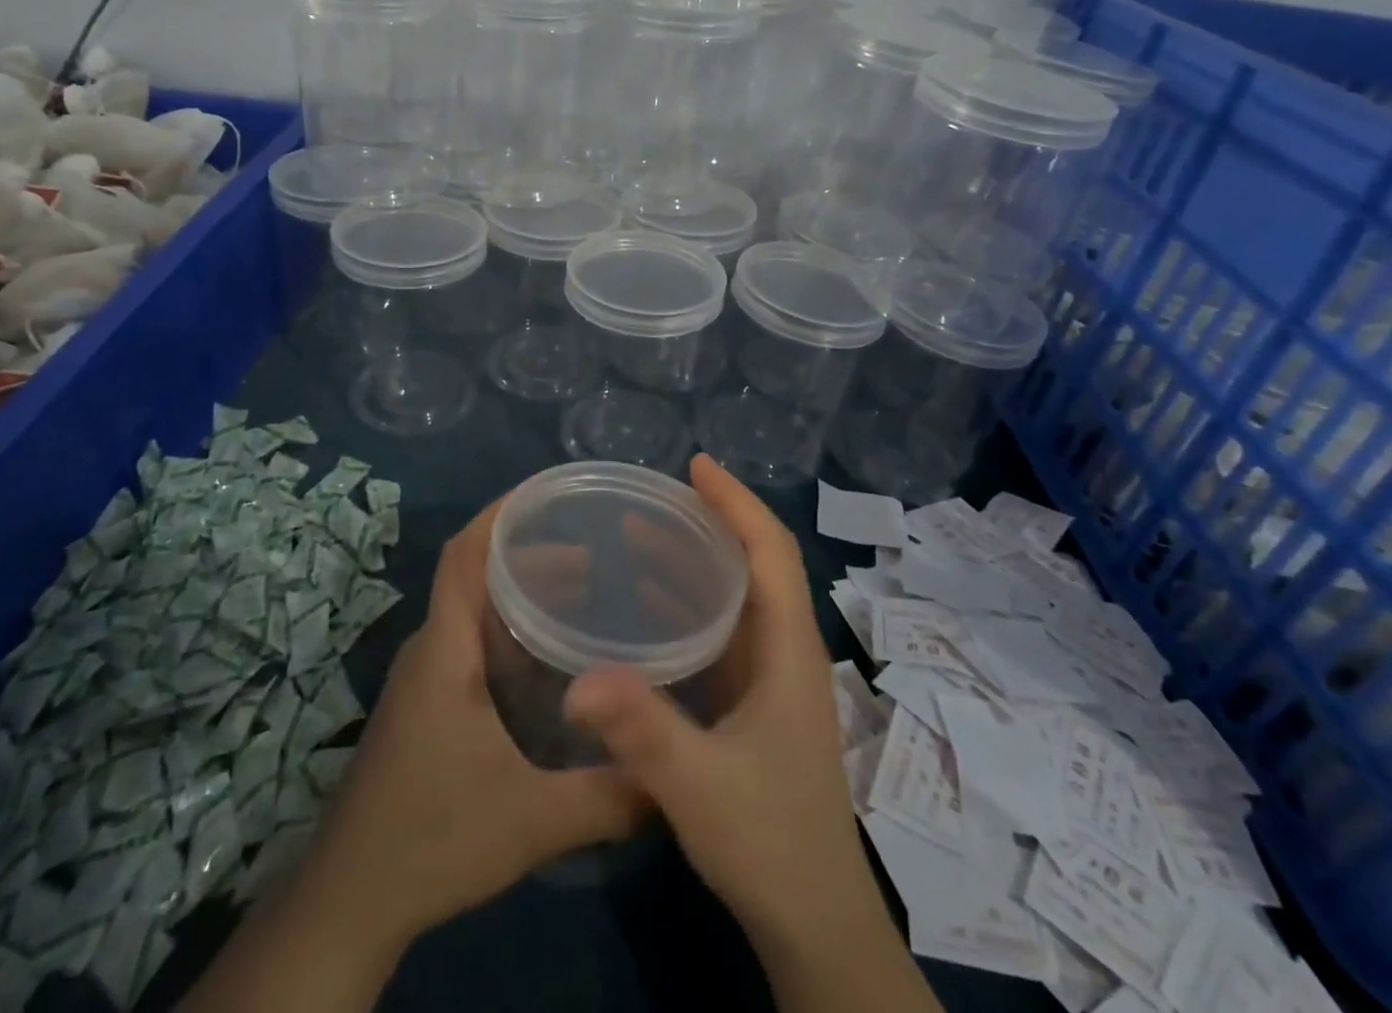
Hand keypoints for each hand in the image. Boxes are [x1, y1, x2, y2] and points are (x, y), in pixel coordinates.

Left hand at [304, 494, 646, 944]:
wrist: (351, 900)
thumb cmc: (433, 838)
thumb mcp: (531, 820)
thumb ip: (607, 796)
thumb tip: (672, 777)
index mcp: (445, 649)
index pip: (465, 554)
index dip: (501, 513)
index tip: (551, 492)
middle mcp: (432, 648)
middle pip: (476, 574)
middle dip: (532, 552)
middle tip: (597, 550)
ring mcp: (425, 676)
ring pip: (475, 609)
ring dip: (523, 591)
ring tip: (586, 591)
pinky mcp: (428, 703)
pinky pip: (472, 639)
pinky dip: (512, 628)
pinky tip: (552, 657)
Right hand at [564, 456, 939, 1012]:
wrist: (814, 926)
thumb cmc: (771, 843)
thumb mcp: (701, 786)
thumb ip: (642, 731)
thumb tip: (577, 681)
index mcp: (789, 651)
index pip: (771, 552)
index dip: (738, 502)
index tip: (696, 466)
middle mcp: (785, 652)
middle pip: (755, 563)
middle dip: (709, 521)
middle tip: (650, 495)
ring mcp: (771, 680)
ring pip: (736, 596)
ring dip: (694, 560)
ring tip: (638, 534)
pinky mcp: (754, 705)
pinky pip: (721, 632)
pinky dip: (687, 604)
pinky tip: (646, 608)